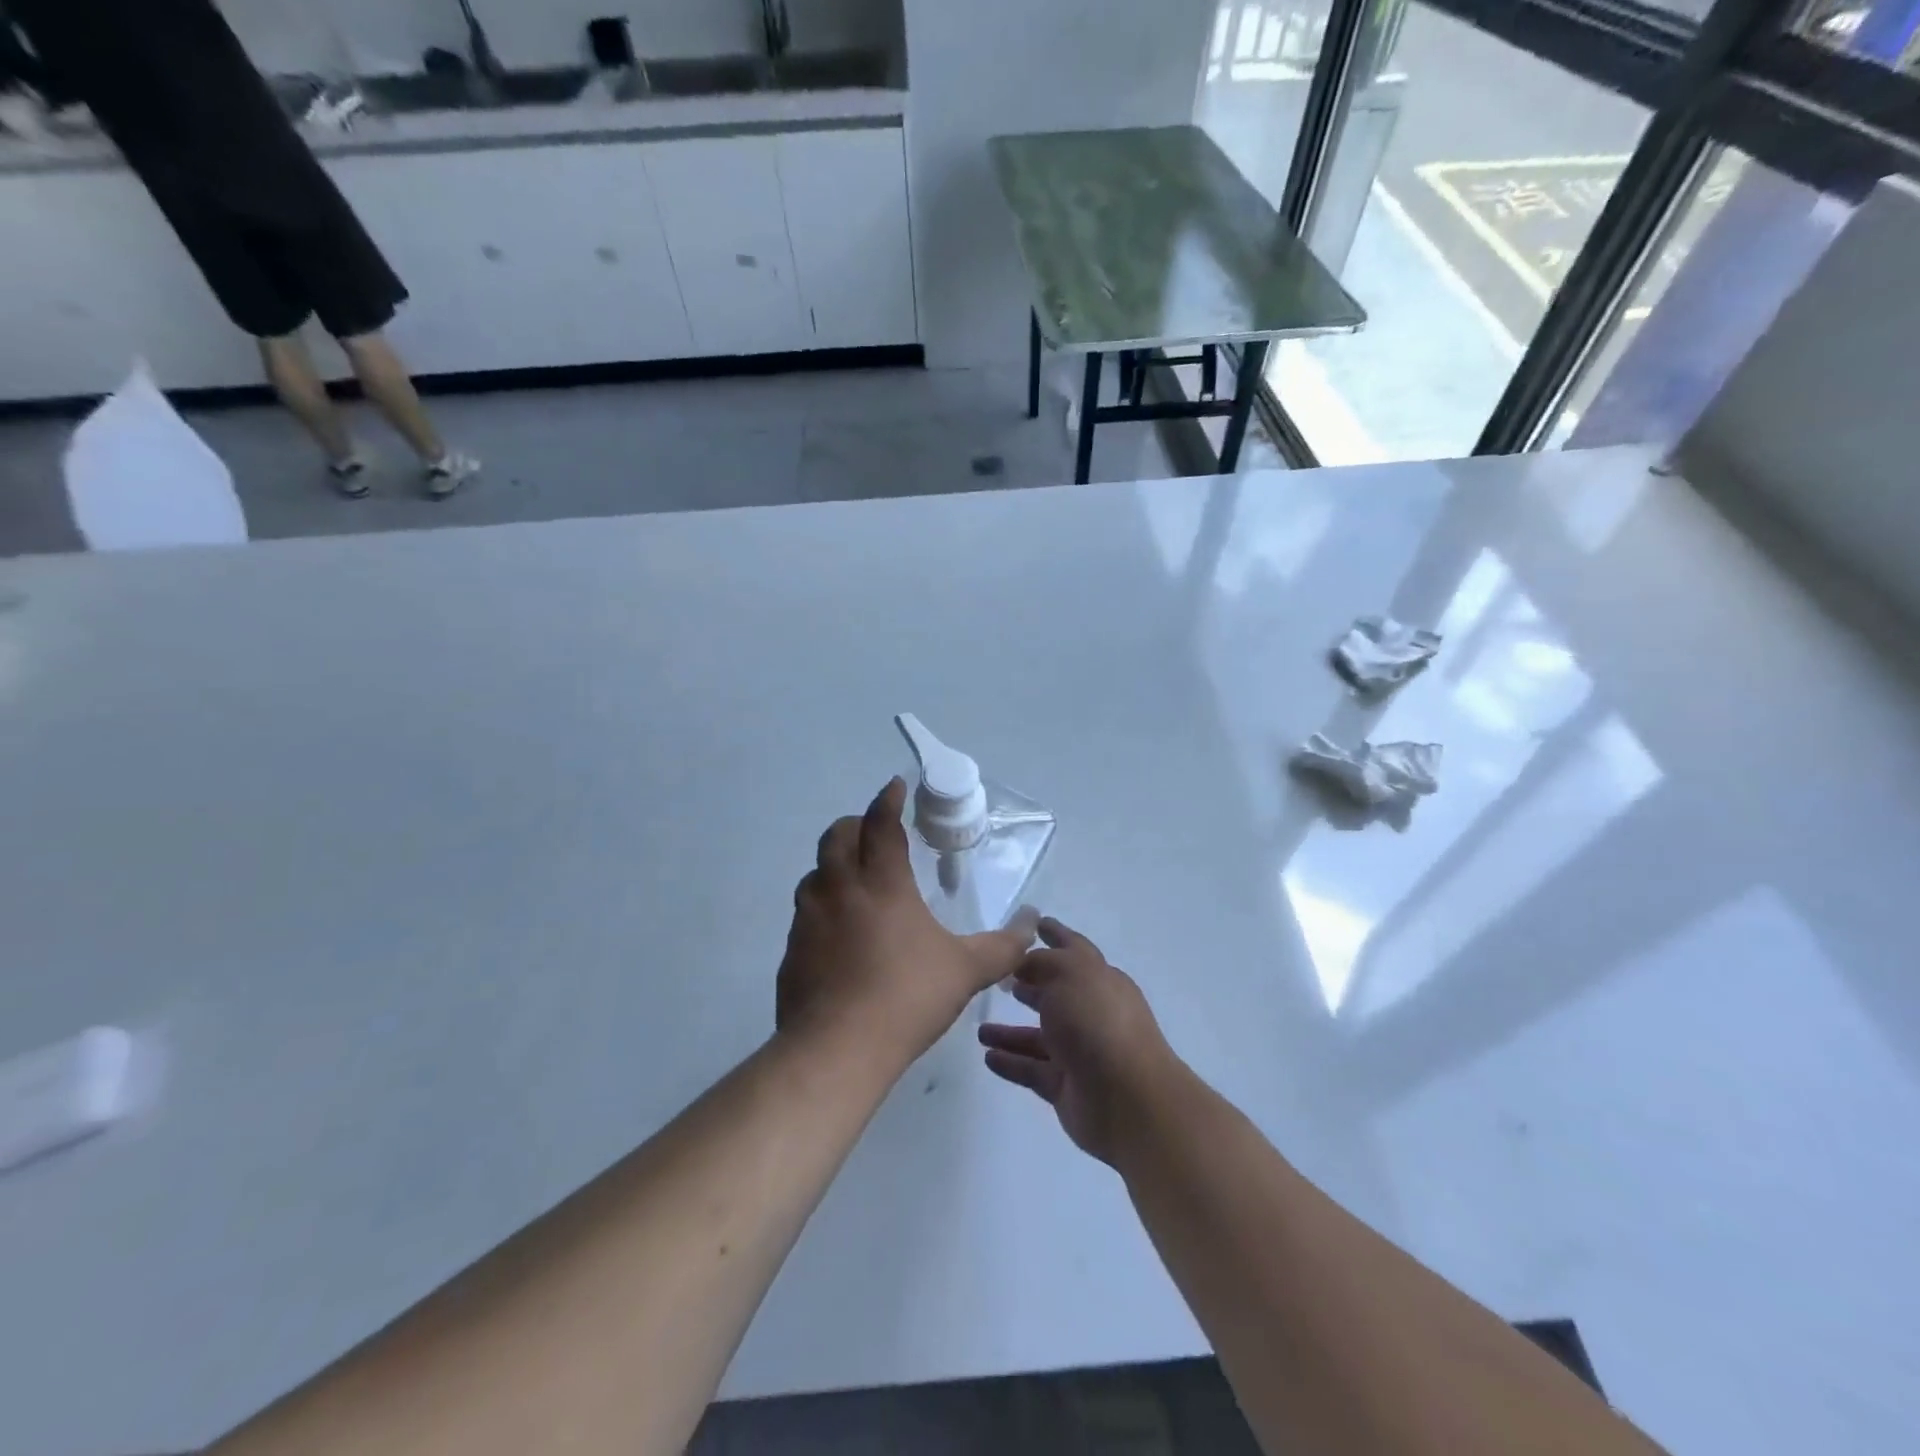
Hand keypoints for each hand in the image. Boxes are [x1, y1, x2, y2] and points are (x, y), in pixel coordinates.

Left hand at [777, 779, 1038, 1069]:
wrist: (837, 1049)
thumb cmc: (907, 997)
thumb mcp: (966, 971)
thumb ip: (1003, 948)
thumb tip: (1031, 927)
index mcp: (882, 883)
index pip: (881, 824)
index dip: (888, 800)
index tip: (894, 787)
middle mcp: (840, 889)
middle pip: (837, 836)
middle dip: (855, 824)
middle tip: (873, 831)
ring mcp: (809, 919)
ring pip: (815, 873)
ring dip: (833, 864)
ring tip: (853, 879)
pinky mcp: (792, 949)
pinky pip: (805, 913)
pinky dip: (821, 906)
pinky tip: (837, 933)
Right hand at [980, 918, 1179, 1163]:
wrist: (1127, 1098)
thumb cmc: (1097, 1022)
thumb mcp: (1067, 973)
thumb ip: (1042, 963)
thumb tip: (1024, 964)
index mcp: (1099, 980)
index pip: (1074, 950)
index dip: (1055, 935)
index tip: (1034, 924)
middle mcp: (1091, 1013)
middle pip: (1055, 994)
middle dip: (1030, 985)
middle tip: (998, 979)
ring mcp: (1080, 1052)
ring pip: (1039, 1036)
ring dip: (1010, 1032)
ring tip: (979, 1029)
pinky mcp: (1066, 1086)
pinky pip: (1032, 1069)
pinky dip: (1011, 1062)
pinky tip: (987, 1057)